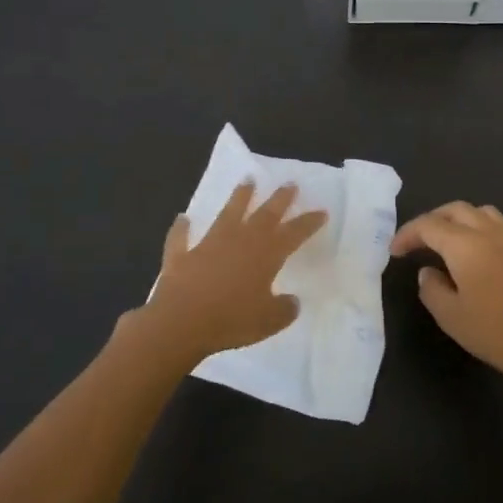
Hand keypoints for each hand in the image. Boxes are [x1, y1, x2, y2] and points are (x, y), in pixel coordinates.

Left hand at [132, 181, 326, 367]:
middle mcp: (240, 241)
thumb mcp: (269, 321)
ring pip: (227, 214)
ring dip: (238, 197)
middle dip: (279, 199)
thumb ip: (284, 309)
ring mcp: (209, 245)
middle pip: (264, 215)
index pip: (293, 233)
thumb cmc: (232, 320)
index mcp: (266, 254)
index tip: (321, 211)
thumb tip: (291, 301)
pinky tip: (182, 219)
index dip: (308, 222)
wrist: (181, 322)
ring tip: (247, 180)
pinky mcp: (182, 256)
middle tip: (289, 183)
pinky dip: (182, 228)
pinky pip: (182, 238)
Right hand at [391, 202, 502, 390]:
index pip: (429, 226)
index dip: (408, 234)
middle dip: (431, 220)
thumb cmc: (497, 333)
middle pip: (455, 210)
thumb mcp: (452, 317)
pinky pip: (498, 224)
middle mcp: (490, 232)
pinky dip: (479, 228)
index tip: (395, 251)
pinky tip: (477, 254)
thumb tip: (428, 271)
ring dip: (457, 219)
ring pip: (480, 212)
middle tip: (417, 241)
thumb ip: (432, 289)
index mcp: (466, 245)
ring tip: (447, 241)